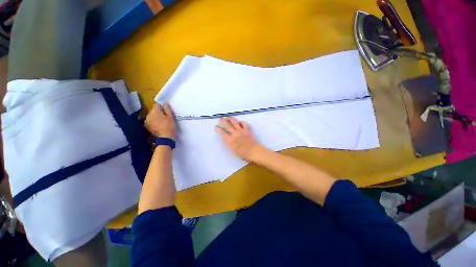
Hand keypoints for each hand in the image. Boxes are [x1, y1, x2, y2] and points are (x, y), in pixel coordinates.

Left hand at [145, 103, 175, 138]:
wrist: (165, 137)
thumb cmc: (169, 126)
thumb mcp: (171, 116)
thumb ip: (167, 109)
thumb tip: (164, 104)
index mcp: (155, 111)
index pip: (157, 105)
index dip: (162, 107)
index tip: (166, 112)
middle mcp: (148, 114)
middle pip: (153, 110)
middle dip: (158, 112)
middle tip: (165, 117)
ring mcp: (146, 120)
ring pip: (151, 115)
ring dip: (155, 117)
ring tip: (161, 122)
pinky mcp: (146, 126)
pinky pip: (150, 121)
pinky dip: (153, 121)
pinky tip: (157, 125)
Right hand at [215, 117, 264, 160]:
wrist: (254, 151)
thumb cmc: (243, 154)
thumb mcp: (233, 150)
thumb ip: (230, 143)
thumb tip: (227, 139)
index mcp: (230, 140)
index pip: (223, 133)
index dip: (218, 129)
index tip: (216, 126)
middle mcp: (235, 134)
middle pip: (228, 126)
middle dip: (223, 121)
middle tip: (220, 119)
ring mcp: (241, 131)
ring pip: (235, 122)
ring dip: (231, 119)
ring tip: (228, 117)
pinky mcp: (247, 130)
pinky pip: (244, 123)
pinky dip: (241, 122)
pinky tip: (240, 122)